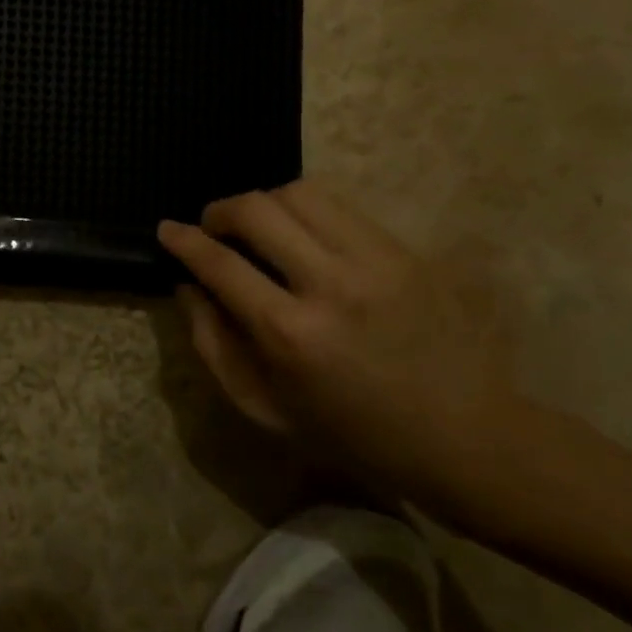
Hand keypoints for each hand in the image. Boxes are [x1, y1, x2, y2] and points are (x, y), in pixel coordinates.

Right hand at [158, 180, 527, 517]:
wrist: (463, 437)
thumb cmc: (352, 434)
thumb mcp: (264, 408)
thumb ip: (214, 344)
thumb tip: (188, 286)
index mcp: (290, 334)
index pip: (220, 262)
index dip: (184, 240)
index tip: (167, 230)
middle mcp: (331, 284)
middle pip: (258, 208)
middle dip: (221, 210)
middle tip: (214, 229)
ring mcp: (376, 261)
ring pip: (301, 194)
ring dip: (266, 204)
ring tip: (261, 229)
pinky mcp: (408, 252)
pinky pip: (343, 208)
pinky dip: (308, 214)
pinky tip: (306, 240)